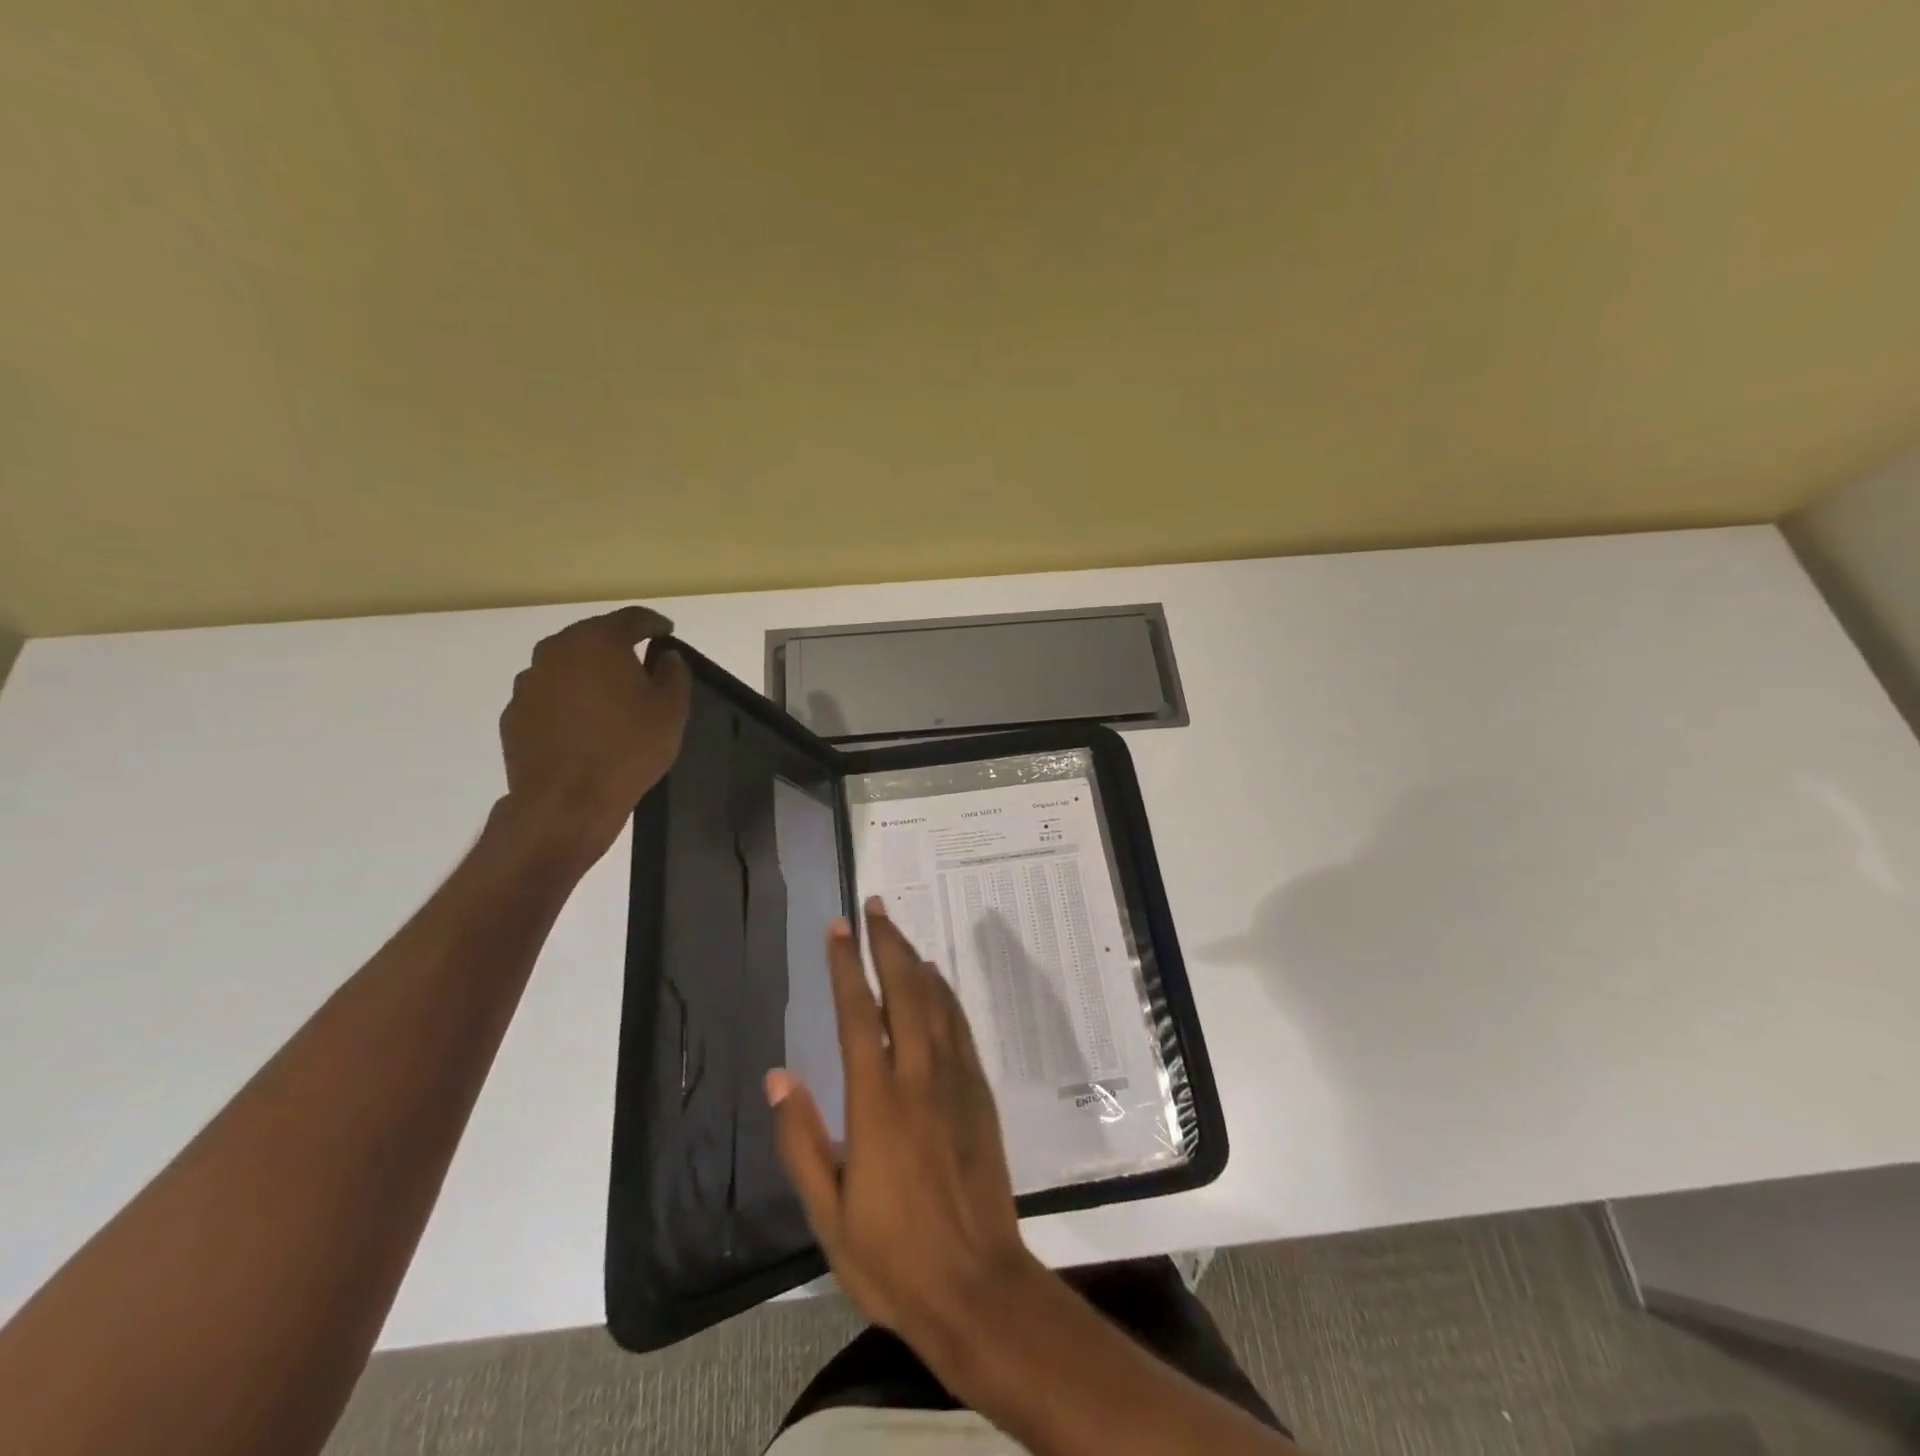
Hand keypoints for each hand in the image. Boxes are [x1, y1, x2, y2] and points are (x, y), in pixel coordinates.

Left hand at [497, 606, 690, 866]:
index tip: (667, 632)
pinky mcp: (514, 714)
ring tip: (610, 698)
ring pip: (566, 666)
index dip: (653, 623)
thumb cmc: (628, 749)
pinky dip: (567, 702)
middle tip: (640, 664)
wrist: (566, 801)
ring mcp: (529, 682)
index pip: (631, 618)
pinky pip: (549, 696)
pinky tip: (583, 725)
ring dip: (589, 674)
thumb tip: (666, 656)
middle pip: (592, 636)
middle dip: (617, 646)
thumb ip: (674, 674)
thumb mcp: (671, 711)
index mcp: (598, 642)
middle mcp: (556, 651)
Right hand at [768, 899, 1042, 1368]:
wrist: (978, 1287)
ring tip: (898, 930)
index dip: (846, 966)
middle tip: (874, 906)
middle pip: (904, 990)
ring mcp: (956, 1082)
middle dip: (887, 943)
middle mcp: (919, 1077)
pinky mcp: (980, 1095)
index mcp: (877, 1102)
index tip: (838, 928)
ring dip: (915, 959)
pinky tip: (937, 982)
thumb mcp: (828, 1215)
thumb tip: (776, 1076)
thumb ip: (800, 1140)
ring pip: (936, 1001)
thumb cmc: (894, 1258)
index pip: (858, 1013)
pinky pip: (960, 1028)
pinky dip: (945, 995)